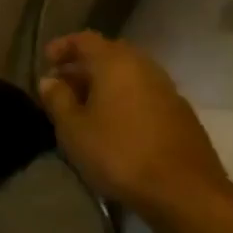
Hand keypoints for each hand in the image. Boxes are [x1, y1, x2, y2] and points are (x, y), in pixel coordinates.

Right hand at [38, 32, 232, 221]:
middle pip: (110, 54)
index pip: (84, 39)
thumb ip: (57, 99)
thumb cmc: (119, 153)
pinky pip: (145, 95)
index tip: (47, 62)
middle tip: (65, 85)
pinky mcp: (182, 115)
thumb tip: (50, 81)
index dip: (63, 46)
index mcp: (116, 62)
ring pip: (130, 75)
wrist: (186, 193)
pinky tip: (116, 124)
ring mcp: (168, 91)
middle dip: (84, 65)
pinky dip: (126, 99)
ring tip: (87, 107)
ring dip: (106, 84)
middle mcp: (145, 67)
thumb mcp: (73, 128)